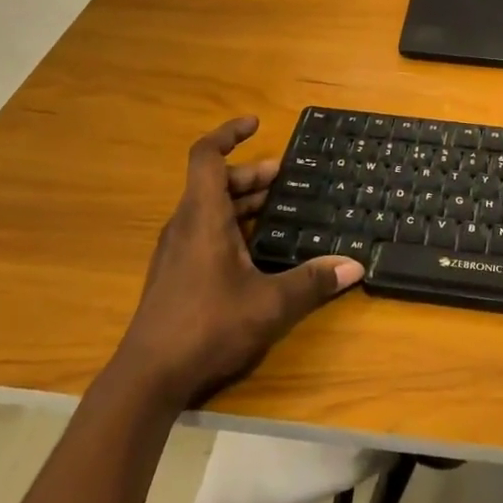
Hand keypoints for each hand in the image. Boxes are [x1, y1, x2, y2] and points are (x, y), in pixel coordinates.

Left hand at [119, 117, 362, 404]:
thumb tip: (354, 265)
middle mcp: (186, 225)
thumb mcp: (269, 303)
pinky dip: (232, 225)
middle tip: (286, 178)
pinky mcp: (175, 273)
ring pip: (210, 208)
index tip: (255, 124)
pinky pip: (205, 230)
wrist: (148, 378)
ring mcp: (176, 250)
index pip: (207, 156)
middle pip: (215, 182)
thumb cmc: (207, 326)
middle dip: (251, 174)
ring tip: (279, 207)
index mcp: (203, 217)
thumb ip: (312, 282)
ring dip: (242, 201)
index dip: (228, 133)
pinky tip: (258, 249)